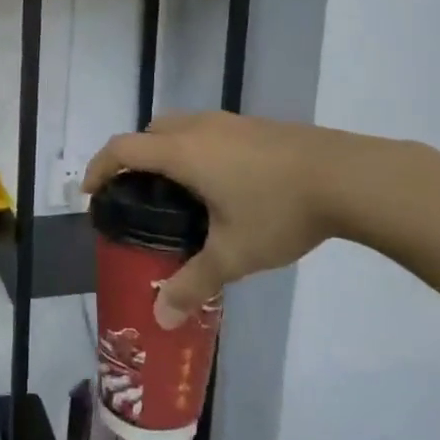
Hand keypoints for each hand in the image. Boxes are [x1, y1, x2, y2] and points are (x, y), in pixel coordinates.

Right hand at [84, 111, 404, 327]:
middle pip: (150, 131)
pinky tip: (222, 183)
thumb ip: (193, 283)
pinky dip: (196, 149)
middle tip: (137, 194)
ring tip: (177, 190)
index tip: (91, 192)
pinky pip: (209, 131)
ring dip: (167, 150)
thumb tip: (161, 318)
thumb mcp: (233, 254)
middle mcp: (199, 128)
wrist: (348, 176)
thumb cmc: (279, 210)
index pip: (123, 149)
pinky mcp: (257, 126)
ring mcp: (231, 122)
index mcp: (182, 152)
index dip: (100, 167)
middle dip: (133, 157)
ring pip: (181, 126)